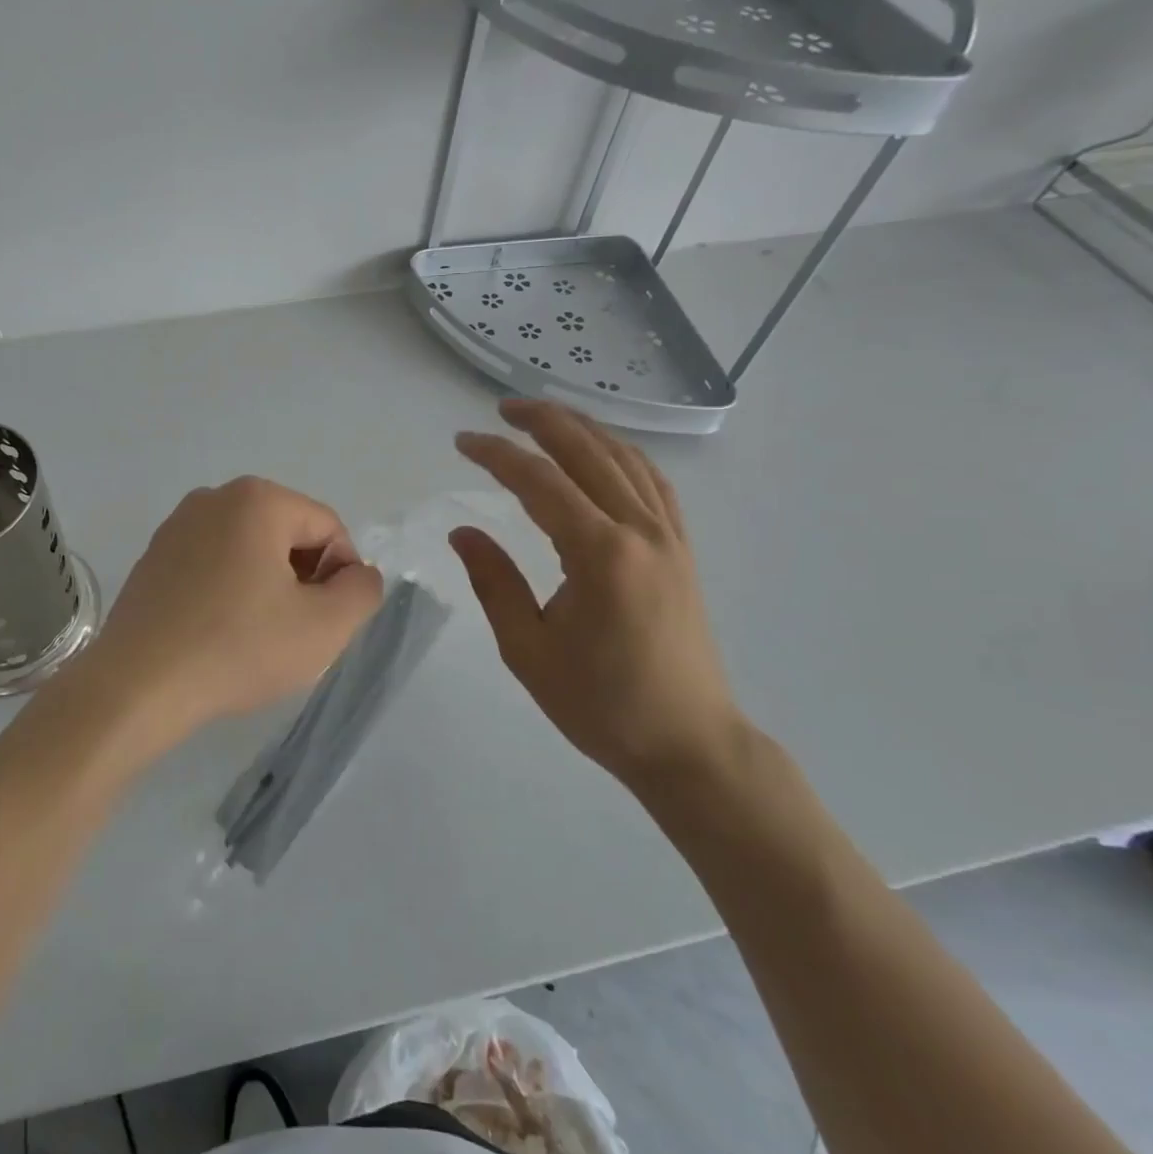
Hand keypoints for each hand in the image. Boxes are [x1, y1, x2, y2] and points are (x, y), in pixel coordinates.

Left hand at [82, 477, 384, 743]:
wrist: (138, 685)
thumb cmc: (238, 648)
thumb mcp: (325, 626)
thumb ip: (362, 590)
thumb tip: (357, 574)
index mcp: (257, 499)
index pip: (328, 528)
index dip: (341, 576)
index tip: (326, 622)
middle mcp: (214, 497)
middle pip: (288, 534)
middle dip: (303, 579)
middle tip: (294, 631)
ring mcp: (177, 525)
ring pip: (250, 549)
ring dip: (268, 586)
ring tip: (256, 636)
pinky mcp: (154, 556)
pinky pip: (213, 563)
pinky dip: (229, 590)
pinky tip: (220, 633)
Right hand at [449, 399, 740, 782]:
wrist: (689, 744)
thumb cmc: (602, 705)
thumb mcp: (528, 650)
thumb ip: (494, 581)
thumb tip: (463, 531)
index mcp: (600, 555)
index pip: (540, 483)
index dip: (498, 455)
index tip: (463, 442)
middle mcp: (641, 532)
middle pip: (589, 453)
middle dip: (544, 421)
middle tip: (502, 409)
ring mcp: (670, 538)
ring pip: (626, 460)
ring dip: (584, 429)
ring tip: (546, 417)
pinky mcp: (682, 550)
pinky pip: (653, 483)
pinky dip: (622, 455)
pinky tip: (603, 452)